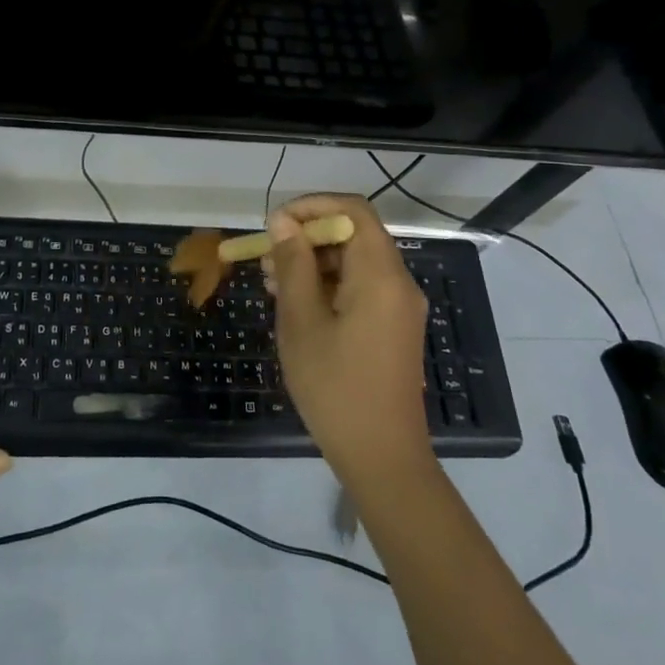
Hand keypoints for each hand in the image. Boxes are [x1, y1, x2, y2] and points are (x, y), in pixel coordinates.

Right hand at [263, 195, 433, 488]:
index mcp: (380, 275)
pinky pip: (361, 287)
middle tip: (265, 257)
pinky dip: (328, 285)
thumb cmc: (335, 386)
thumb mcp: (301, 321)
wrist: (382, 457)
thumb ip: (293, 265)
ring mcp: (399, 306)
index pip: (353, 210)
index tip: (275, 224)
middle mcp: (398, 282)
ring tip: (271, 281)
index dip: (312, 206)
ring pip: (354, 262)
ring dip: (313, 262)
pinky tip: (295, 304)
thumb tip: (283, 222)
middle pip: (354, 235)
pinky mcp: (393, 327)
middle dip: (307, 237)